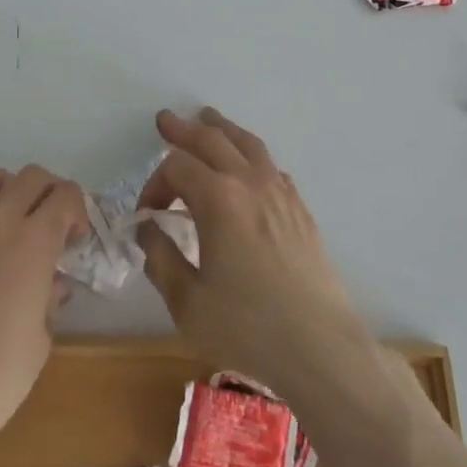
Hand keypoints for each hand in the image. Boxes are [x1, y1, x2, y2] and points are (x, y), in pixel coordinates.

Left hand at [0, 165, 86, 445]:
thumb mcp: (42, 339)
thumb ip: (49, 298)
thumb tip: (50, 284)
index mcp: (33, 242)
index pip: (65, 195)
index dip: (76, 210)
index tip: (72, 237)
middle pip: (30, 177)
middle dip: (46, 192)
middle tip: (44, 222)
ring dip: (2, 189)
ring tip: (1, 217)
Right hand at [136, 108, 374, 397]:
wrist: (320, 347)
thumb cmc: (247, 326)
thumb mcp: (188, 302)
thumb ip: (161, 259)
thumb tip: (148, 230)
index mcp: (218, 199)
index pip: (176, 168)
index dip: (154, 183)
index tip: (147, 214)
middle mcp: (249, 183)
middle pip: (212, 140)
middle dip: (184, 130)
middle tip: (165, 120)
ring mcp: (280, 192)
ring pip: (247, 144)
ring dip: (222, 129)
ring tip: (208, 118)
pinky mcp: (300, 209)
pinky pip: (272, 167)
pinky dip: (252, 156)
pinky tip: (249, 168)